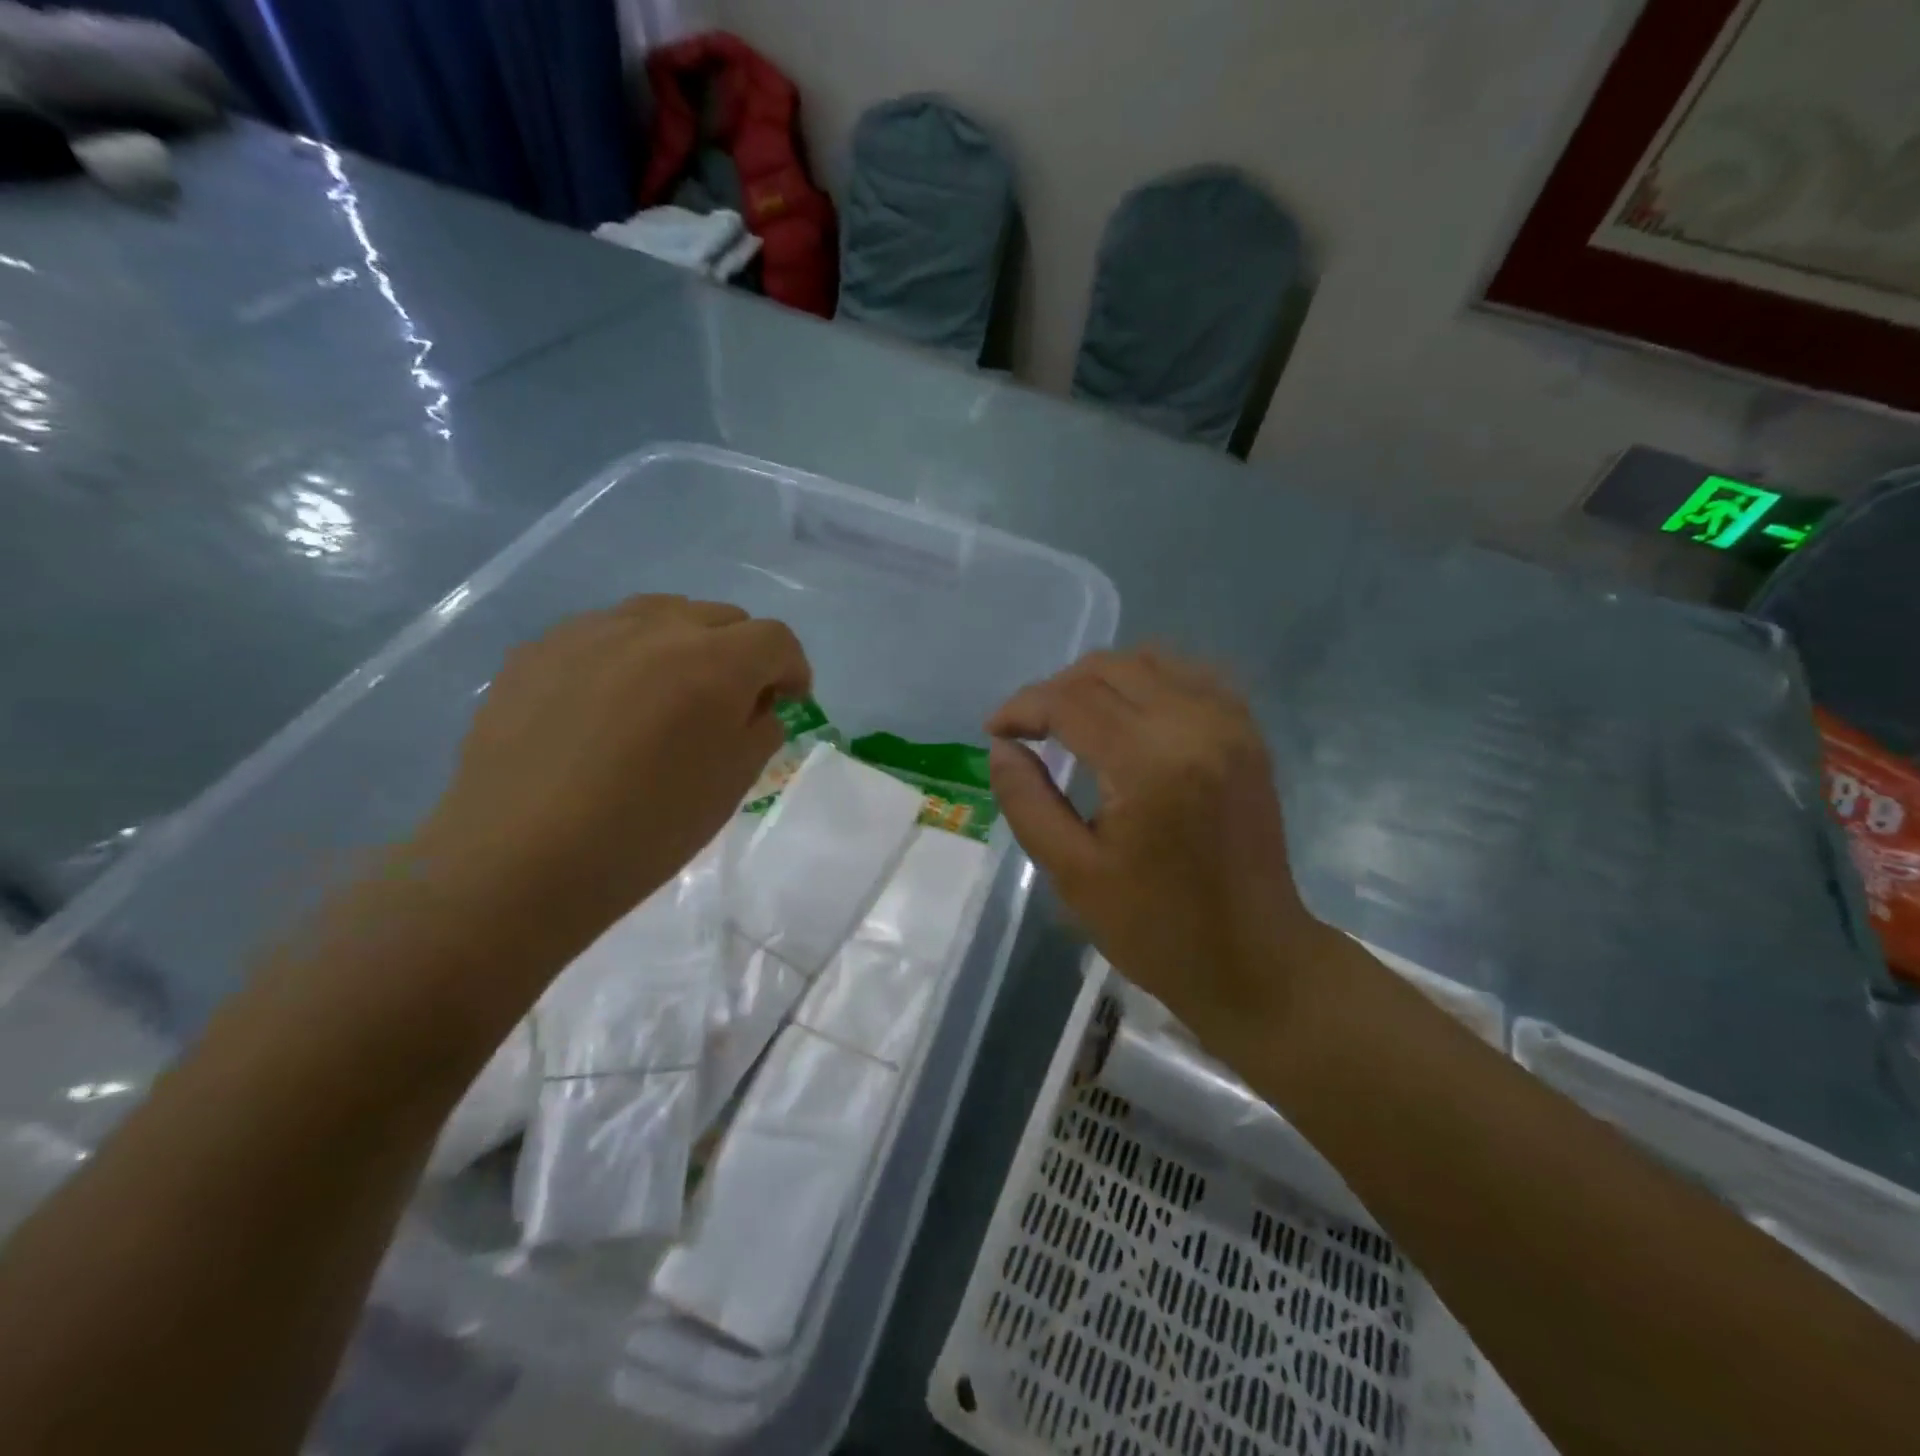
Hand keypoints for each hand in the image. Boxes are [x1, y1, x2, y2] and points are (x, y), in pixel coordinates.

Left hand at [411, 595, 808, 964]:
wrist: (520, 859)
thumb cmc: (647, 829)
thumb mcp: (733, 784)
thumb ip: (760, 730)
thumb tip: (756, 706)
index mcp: (714, 662)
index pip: (775, 638)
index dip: (792, 668)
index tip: (788, 701)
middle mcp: (655, 628)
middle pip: (721, 617)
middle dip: (741, 653)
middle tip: (729, 702)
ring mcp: (589, 632)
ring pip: (660, 614)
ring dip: (683, 645)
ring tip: (667, 695)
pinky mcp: (538, 649)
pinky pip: (602, 634)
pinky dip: (626, 657)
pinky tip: (605, 707)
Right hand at [987, 648, 1318, 1045]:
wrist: (1255, 960)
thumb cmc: (1157, 929)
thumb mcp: (1073, 873)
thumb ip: (1027, 801)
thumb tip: (1001, 746)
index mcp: (1150, 764)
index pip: (1071, 701)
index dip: (1023, 707)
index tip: (995, 730)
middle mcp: (1196, 724)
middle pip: (1107, 669)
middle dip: (1055, 690)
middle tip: (1028, 730)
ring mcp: (1230, 723)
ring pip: (1148, 660)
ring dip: (1098, 680)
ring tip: (1070, 720)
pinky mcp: (1247, 733)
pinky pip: (1188, 675)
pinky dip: (1146, 681)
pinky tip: (1126, 714)